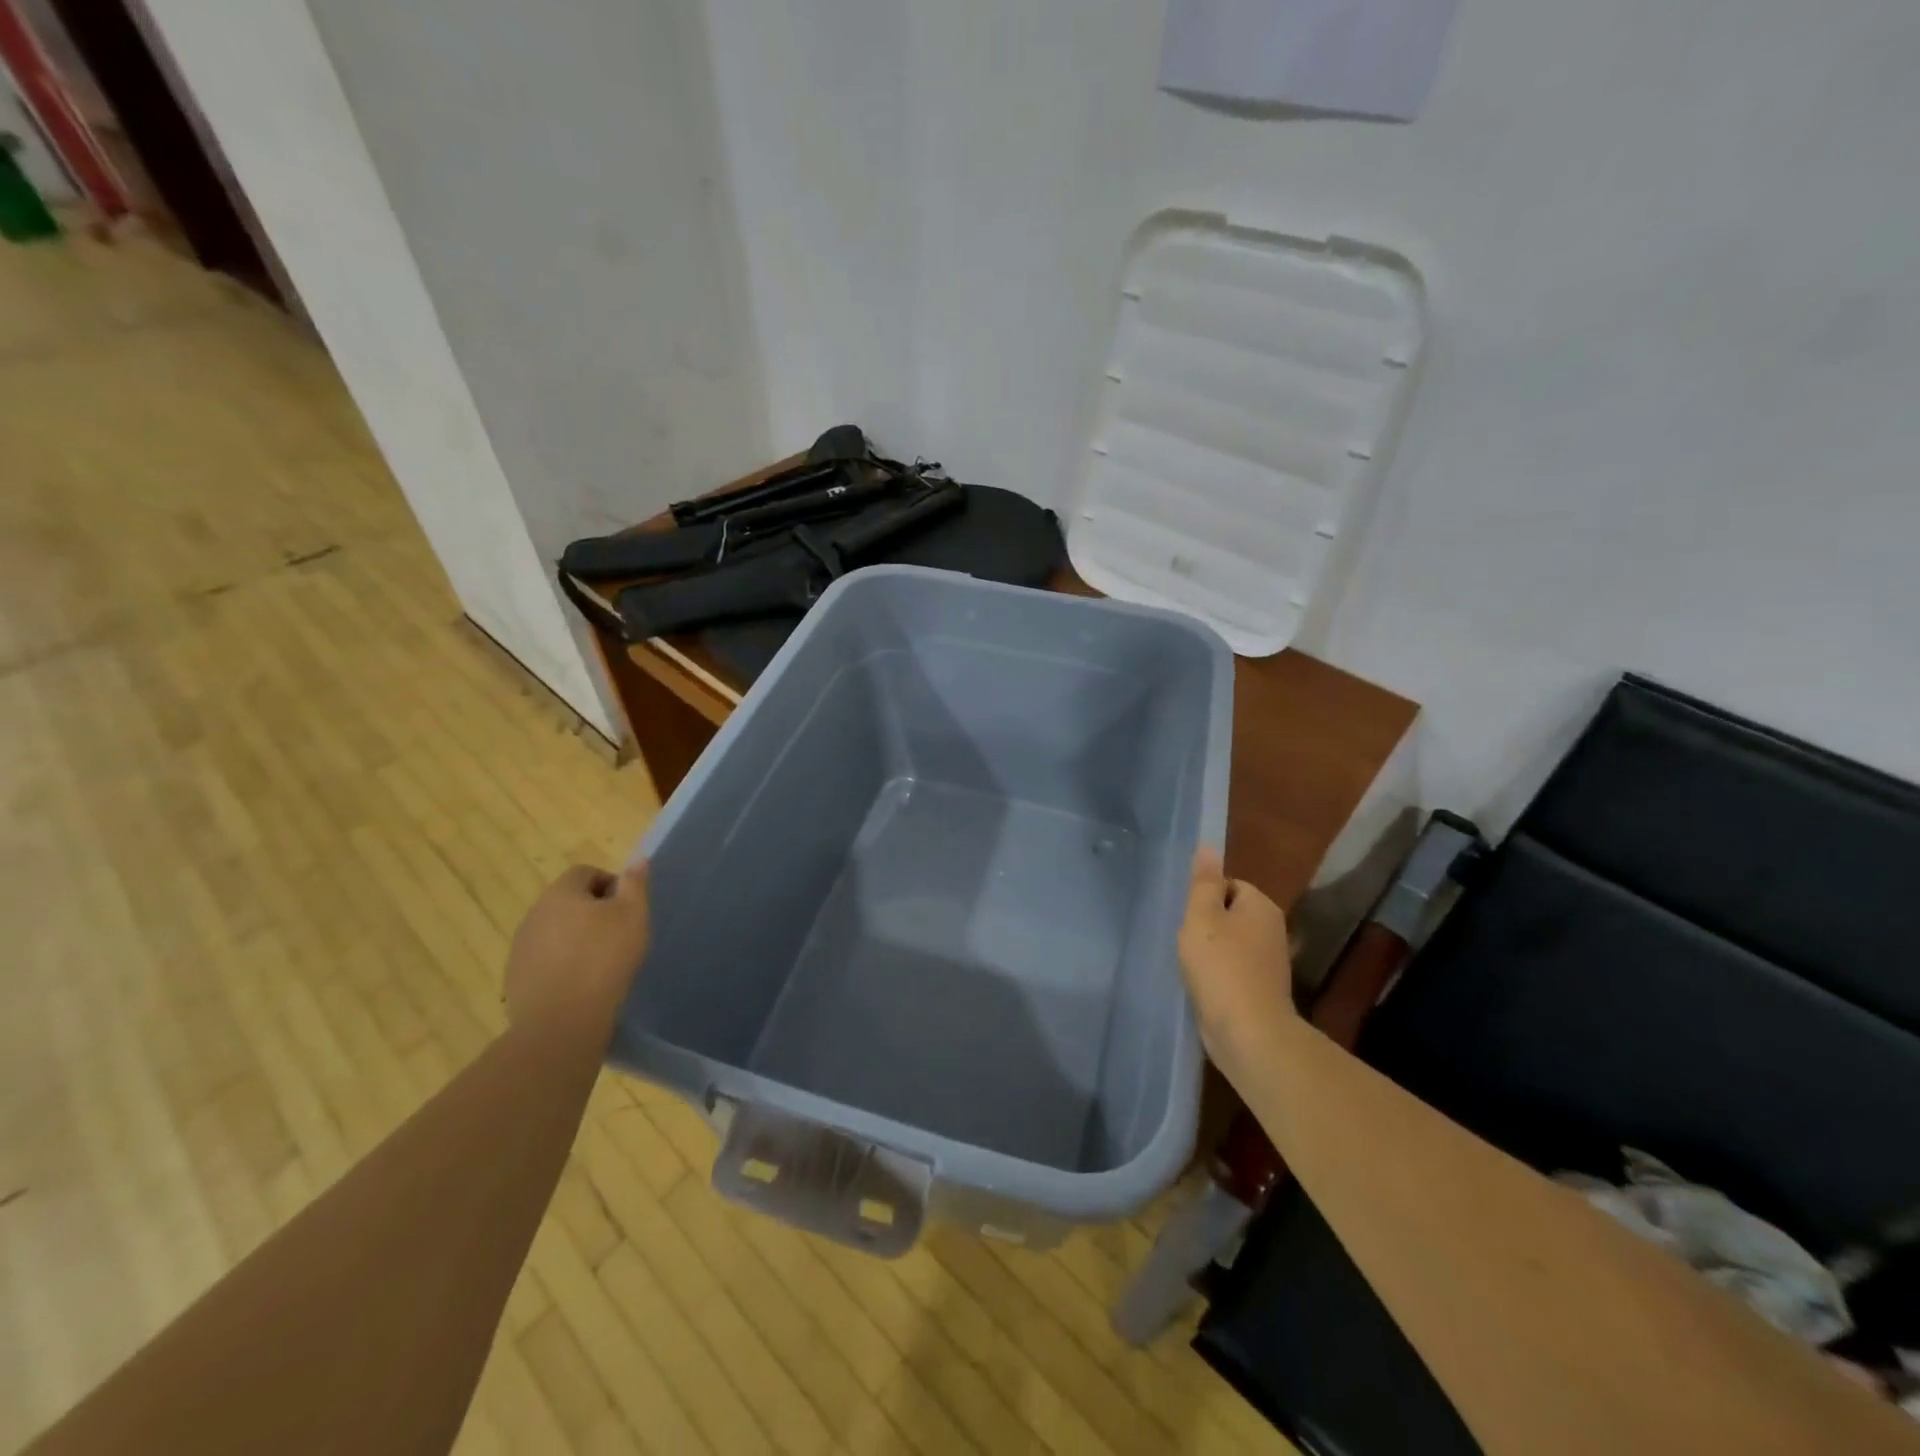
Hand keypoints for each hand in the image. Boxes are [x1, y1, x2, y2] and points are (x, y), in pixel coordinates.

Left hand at [504, 862, 650, 1032]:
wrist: (561, 1022)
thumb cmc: (604, 959)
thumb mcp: (633, 915)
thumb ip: (635, 884)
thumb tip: (637, 859)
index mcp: (561, 893)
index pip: (585, 872)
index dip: (610, 884)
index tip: (627, 908)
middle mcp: (534, 914)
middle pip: (567, 901)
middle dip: (592, 911)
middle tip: (618, 934)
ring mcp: (520, 947)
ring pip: (554, 931)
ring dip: (575, 938)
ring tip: (599, 962)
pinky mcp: (515, 977)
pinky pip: (544, 960)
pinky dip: (561, 964)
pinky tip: (580, 984)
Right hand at [1178, 848, 1296, 1075]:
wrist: (1248, 1031)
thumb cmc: (1221, 966)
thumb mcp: (1202, 916)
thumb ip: (1203, 882)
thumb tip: (1208, 846)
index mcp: (1261, 906)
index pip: (1229, 885)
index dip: (1204, 897)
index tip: (1187, 917)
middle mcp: (1272, 929)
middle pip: (1230, 914)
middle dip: (1205, 925)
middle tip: (1185, 940)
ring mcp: (1269, 962)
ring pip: (1230, 943)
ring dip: (1209, 952)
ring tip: (1190, 965)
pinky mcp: (1261, 989)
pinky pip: (1233, 969)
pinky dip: (1217, 975)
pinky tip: (1202, 985)